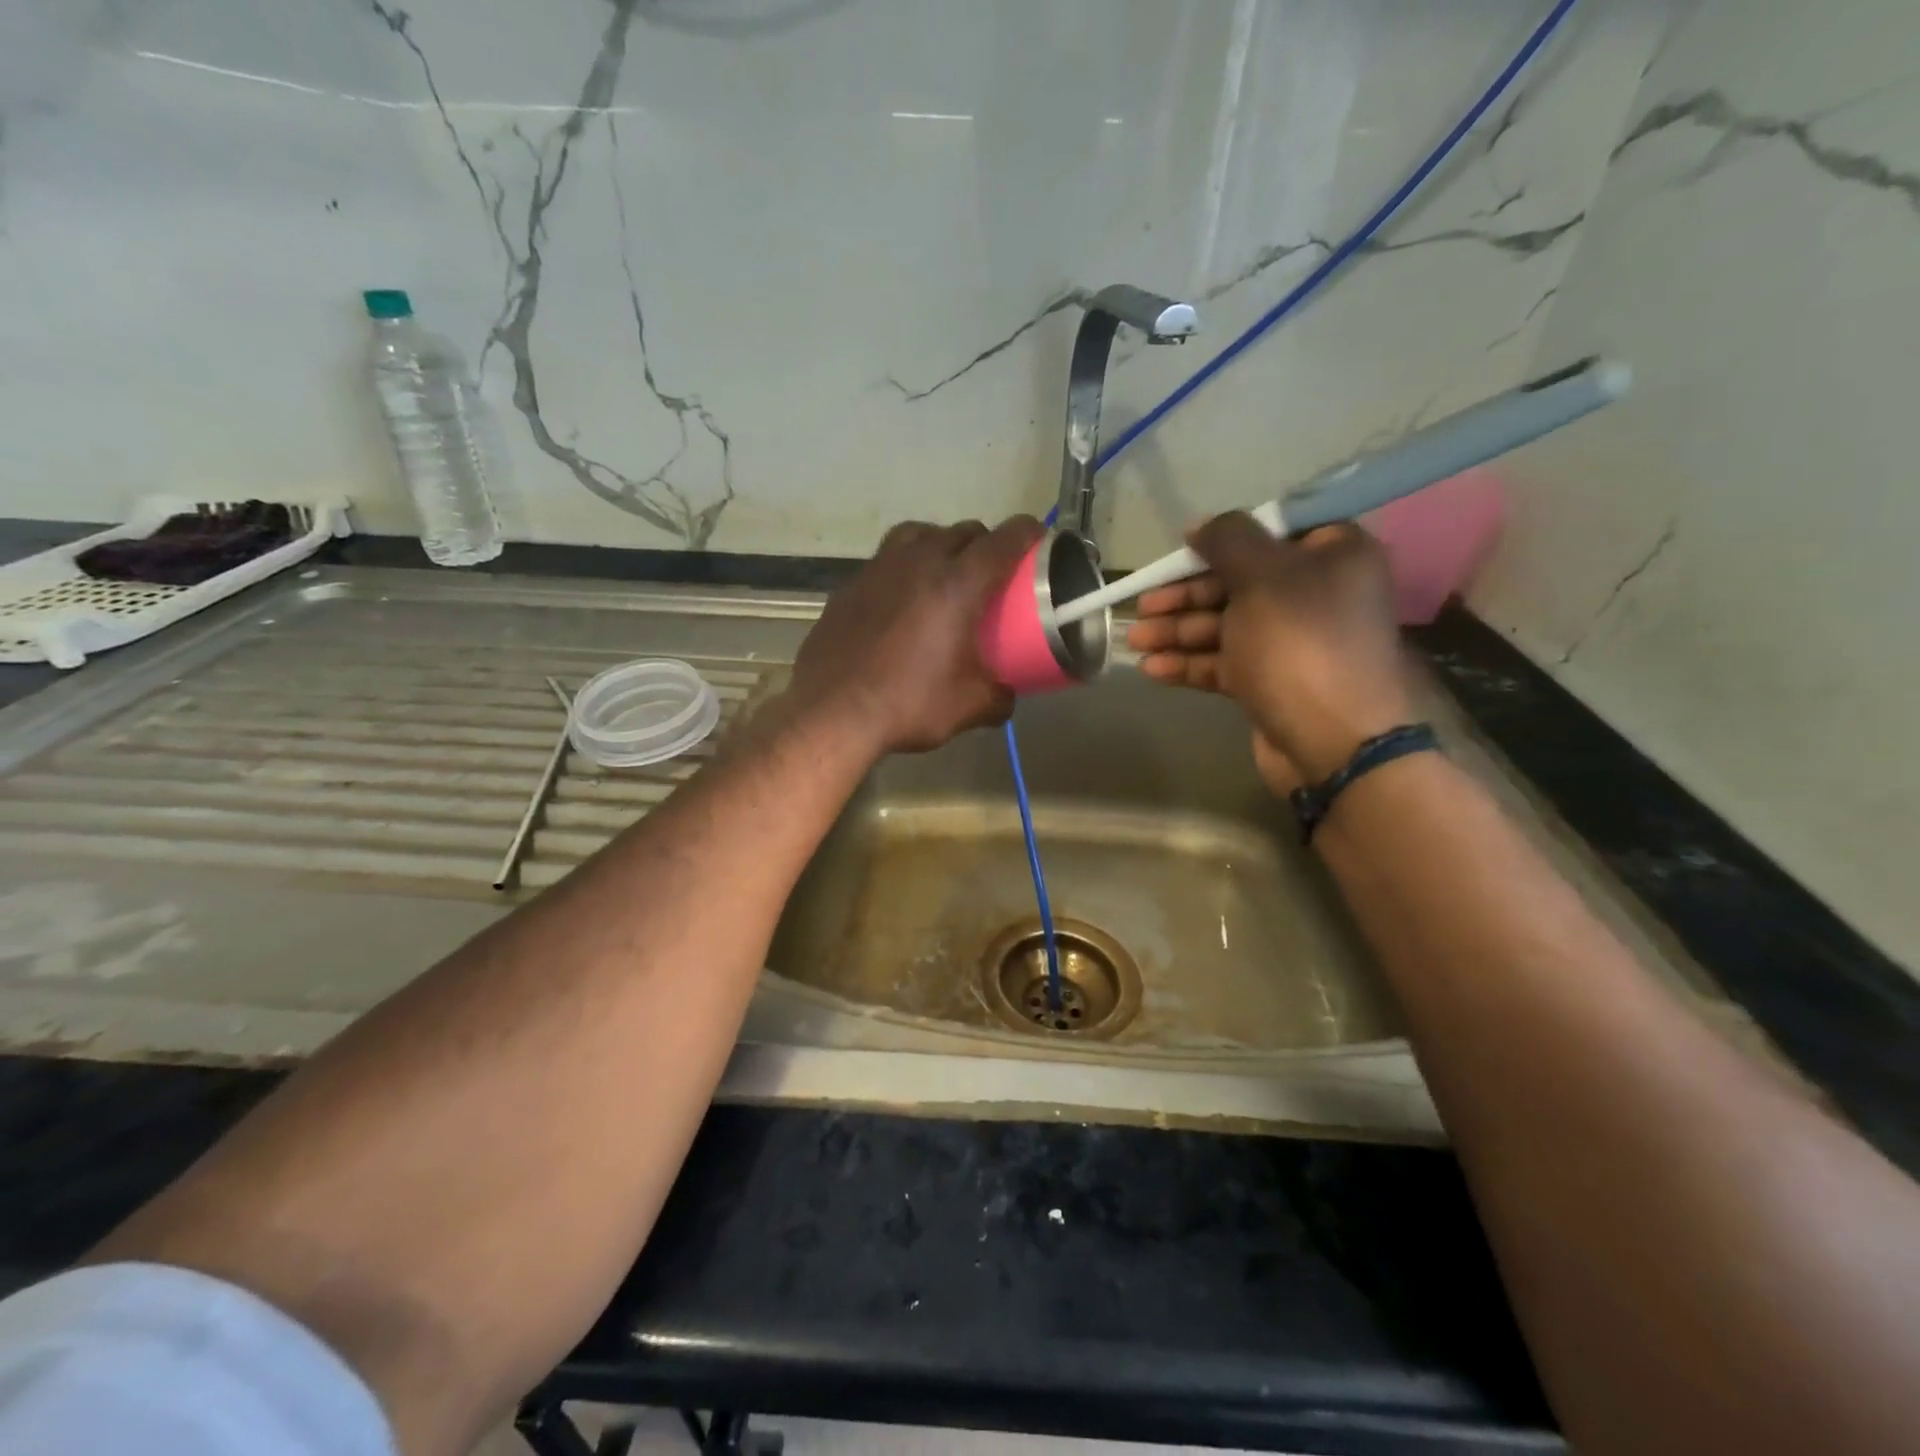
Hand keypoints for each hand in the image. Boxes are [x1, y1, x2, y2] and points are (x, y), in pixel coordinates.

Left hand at [790, 516, 1043, 756]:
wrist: (832, 712)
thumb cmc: (908, 704)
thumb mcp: (969, 707)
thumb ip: (1000, 696)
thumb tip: (1007, 693)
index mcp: (958, 584)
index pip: (1004, 539)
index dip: (1029, 533)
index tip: (1039, 542)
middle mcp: (919, 562)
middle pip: (963, 531)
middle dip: (985, 543)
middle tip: (992, 573)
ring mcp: (879, 569)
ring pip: (919, 533)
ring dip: (941, 544)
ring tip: (945, 573)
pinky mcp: (850, 585)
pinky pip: (886, 560)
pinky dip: (904, 568)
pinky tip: (901, 600)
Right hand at [1126, 514, 1415, 790]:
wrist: (1333, 742)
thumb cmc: (1299, 643)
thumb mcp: (1262, 577)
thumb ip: (1228, 540)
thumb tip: (1201, 525)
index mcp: (1332, 556)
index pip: (1272, 533)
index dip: (1223, 540)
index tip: (1182, 551)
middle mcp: (1316, 594)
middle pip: (1239, 582)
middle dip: (1185, 596)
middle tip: (1142, 606)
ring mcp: (1293, 642)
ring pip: (1226, 626)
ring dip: (1178, 631)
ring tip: (1134, 641)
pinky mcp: (1273, 682)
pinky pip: (1226, 663)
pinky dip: (1190, 663)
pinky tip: (1152, 670)